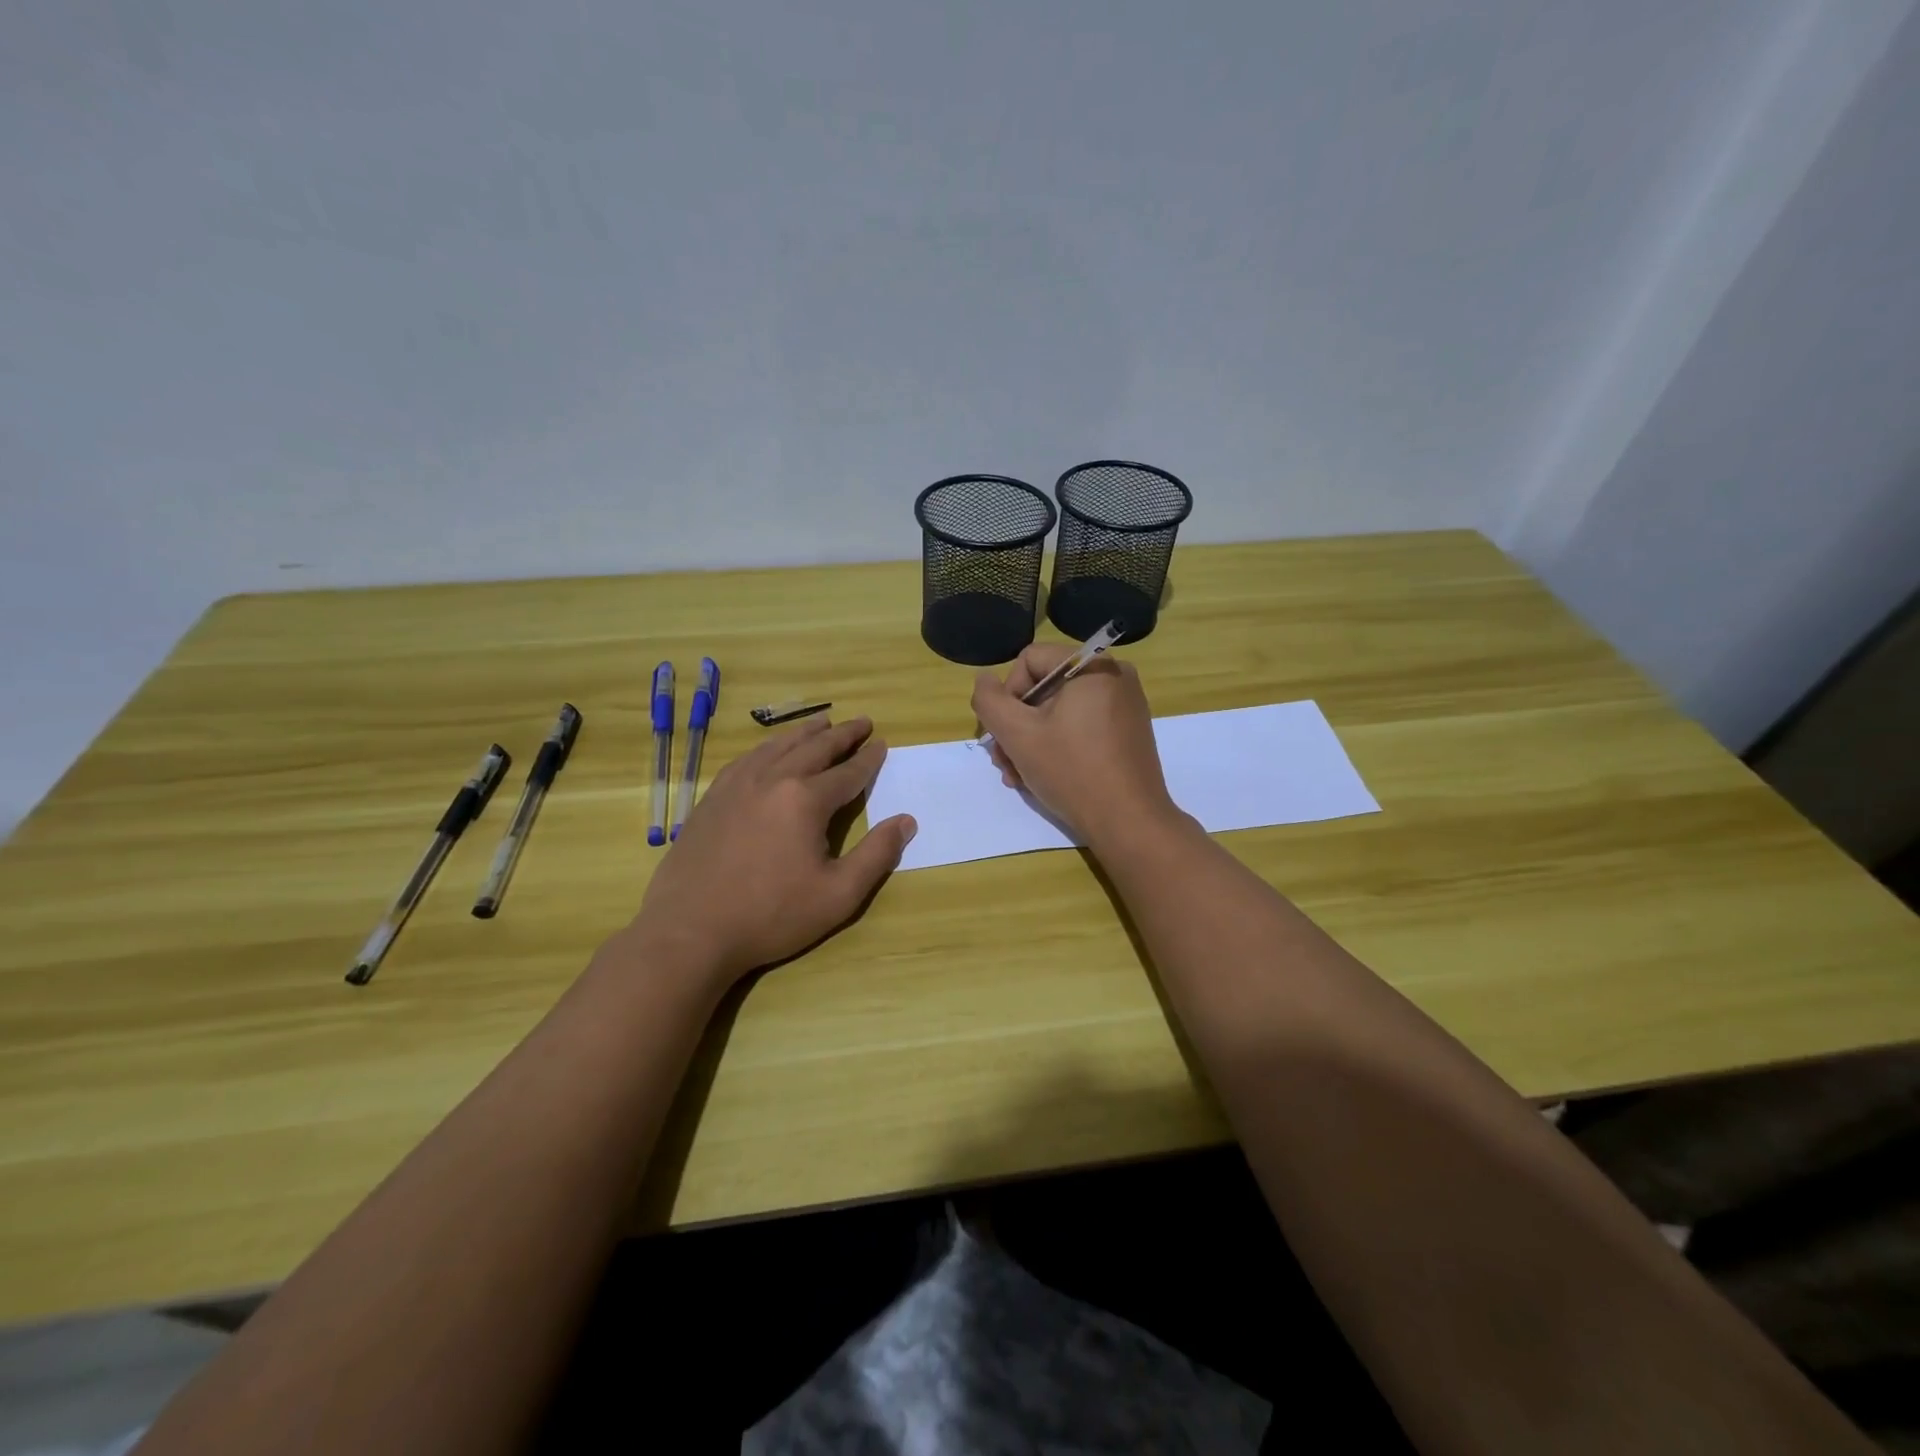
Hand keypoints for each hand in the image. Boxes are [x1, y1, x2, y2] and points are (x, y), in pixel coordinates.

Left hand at [630, 716, 915, 983]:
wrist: (690, 931)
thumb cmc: (771, 916)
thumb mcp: (838, 895)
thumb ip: (877, 855)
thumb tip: (906, 821)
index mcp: (805, 800)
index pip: (847, 772)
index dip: (868, 759)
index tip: (882, 744)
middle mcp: (772, 780)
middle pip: (814, 748)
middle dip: (842, 734)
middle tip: (861, 722)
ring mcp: (737, 785)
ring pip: (778, 746)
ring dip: (805, 733)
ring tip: (822, 723)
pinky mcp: (712, 798)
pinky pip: (747, 759)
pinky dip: (768, 747)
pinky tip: (770, 751)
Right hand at [970, 645, 1180, 846]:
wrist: (1129, 823)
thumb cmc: (1071, 771)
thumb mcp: (1017, 734)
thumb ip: (989, 701)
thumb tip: (984, 681)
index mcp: (1092, 665)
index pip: (1029, 660)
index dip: (1007, 695)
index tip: (1004, 734)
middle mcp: (1114, 676)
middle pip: (1044, 687)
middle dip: (1017, 725)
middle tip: (1004, 763)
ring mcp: (1125, 705)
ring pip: (1060, 710)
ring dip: (1031, 740)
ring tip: (1018, 776)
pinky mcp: (1128, 731)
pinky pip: (1081, 725)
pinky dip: (1058, 745)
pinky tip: (1042, 775)